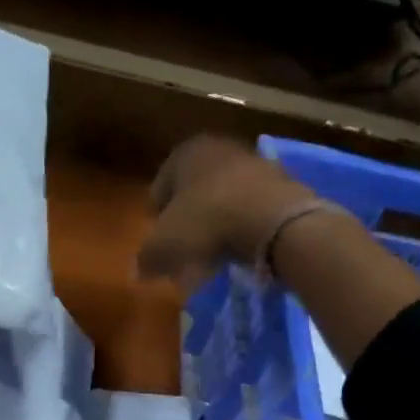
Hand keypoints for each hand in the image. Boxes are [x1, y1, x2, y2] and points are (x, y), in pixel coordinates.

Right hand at [136, 135, 317, 296]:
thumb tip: (138, 272)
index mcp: (185, 153)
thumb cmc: (207, 222)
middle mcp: (219, 148)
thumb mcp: (164, 245)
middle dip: (187, 221)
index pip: (159, 188)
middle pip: (193, 191)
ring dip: (215, 224)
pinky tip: (240, 249)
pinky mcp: (281, 183)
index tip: (160, 243)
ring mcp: (254, 163)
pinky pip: (250, 208)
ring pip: (223, 199)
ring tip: (213, 254)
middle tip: (184, 251)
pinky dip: (242, 226)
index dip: (157, 219)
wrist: (274, 220)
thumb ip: (146, 258)